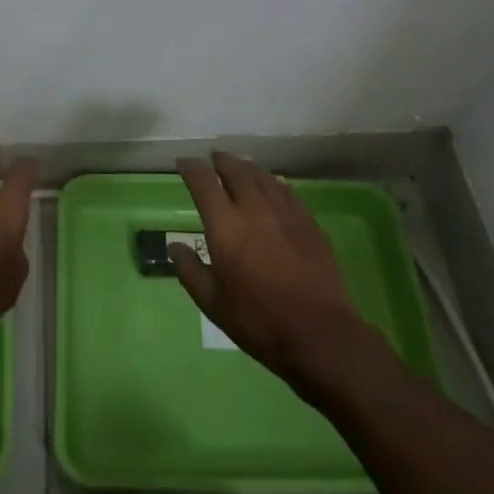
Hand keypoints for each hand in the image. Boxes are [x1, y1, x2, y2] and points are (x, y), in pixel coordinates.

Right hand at [171, 152, 366, 390]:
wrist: (319, 334)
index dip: (191, 168)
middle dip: (222, 161)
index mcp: (226, 226)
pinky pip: (287, 192)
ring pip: (263, 177)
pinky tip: (274, 187)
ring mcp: (285, 213)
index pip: (203, 183)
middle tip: (214, 159)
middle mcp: (254, 209)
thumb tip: (174, 247)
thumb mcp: (213, 303)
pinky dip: (274, 184)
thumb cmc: (258, 321)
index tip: (183, 162)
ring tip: (241, 167)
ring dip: (247, 168)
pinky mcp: (309, 223)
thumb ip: (191, 271)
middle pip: (236, 170)